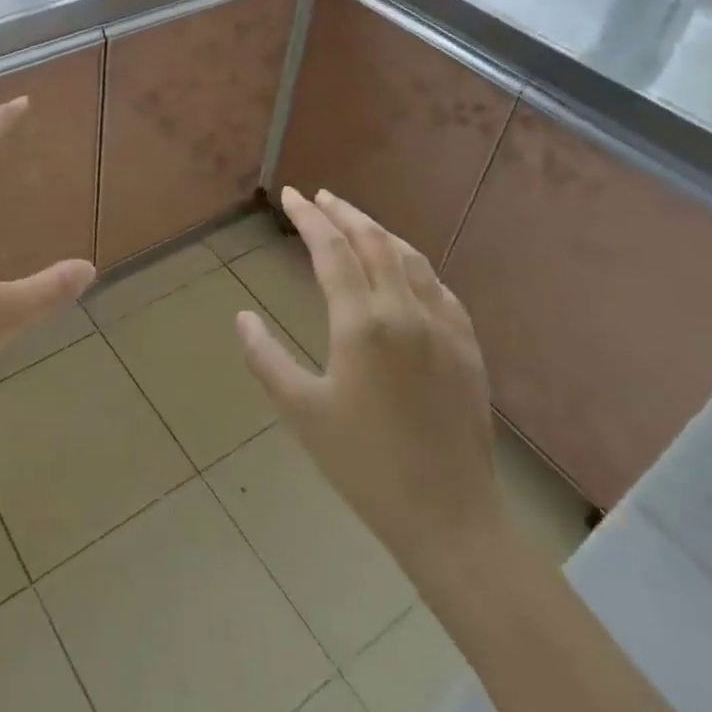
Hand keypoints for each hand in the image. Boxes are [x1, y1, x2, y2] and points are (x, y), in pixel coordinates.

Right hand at [236, 186, 503, 578]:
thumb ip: (265, 358)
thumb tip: (242, 317)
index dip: (308, 217)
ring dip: (378, 231)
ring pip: (409, 257)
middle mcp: (404, 311)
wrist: (449, 516)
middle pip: (373, 241)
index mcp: (361, 323)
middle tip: (319, 196)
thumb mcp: (301, 411)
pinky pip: (439, 287)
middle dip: (343, 212)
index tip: (290, 196)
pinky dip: (414, 264)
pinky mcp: (468, 347)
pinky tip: (405, 268)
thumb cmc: (364, 464)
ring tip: (355, 220)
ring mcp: (443, 327)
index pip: (330, 249)